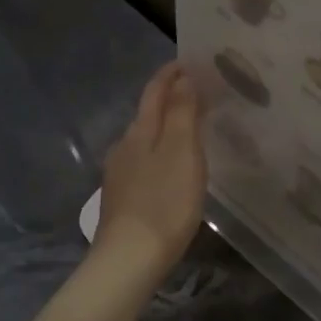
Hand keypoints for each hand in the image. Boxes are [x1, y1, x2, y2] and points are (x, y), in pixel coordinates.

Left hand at [94, 62, 206, 282]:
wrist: (129, 259)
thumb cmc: (164, 202)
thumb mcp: (182, 152)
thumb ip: (183, 113)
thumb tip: (183, 77)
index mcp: (141, 131)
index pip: (154, 91)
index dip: (171, 74)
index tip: (190, 61)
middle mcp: (125, 146)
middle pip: (148, 113)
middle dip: (171, 99)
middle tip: (200, 93)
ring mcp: (120, 174)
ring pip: (145, 139)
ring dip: (167, 128)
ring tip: (192, 129)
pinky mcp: (122, 198)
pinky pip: (144, 162)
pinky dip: (161, 153)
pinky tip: (172, 168)